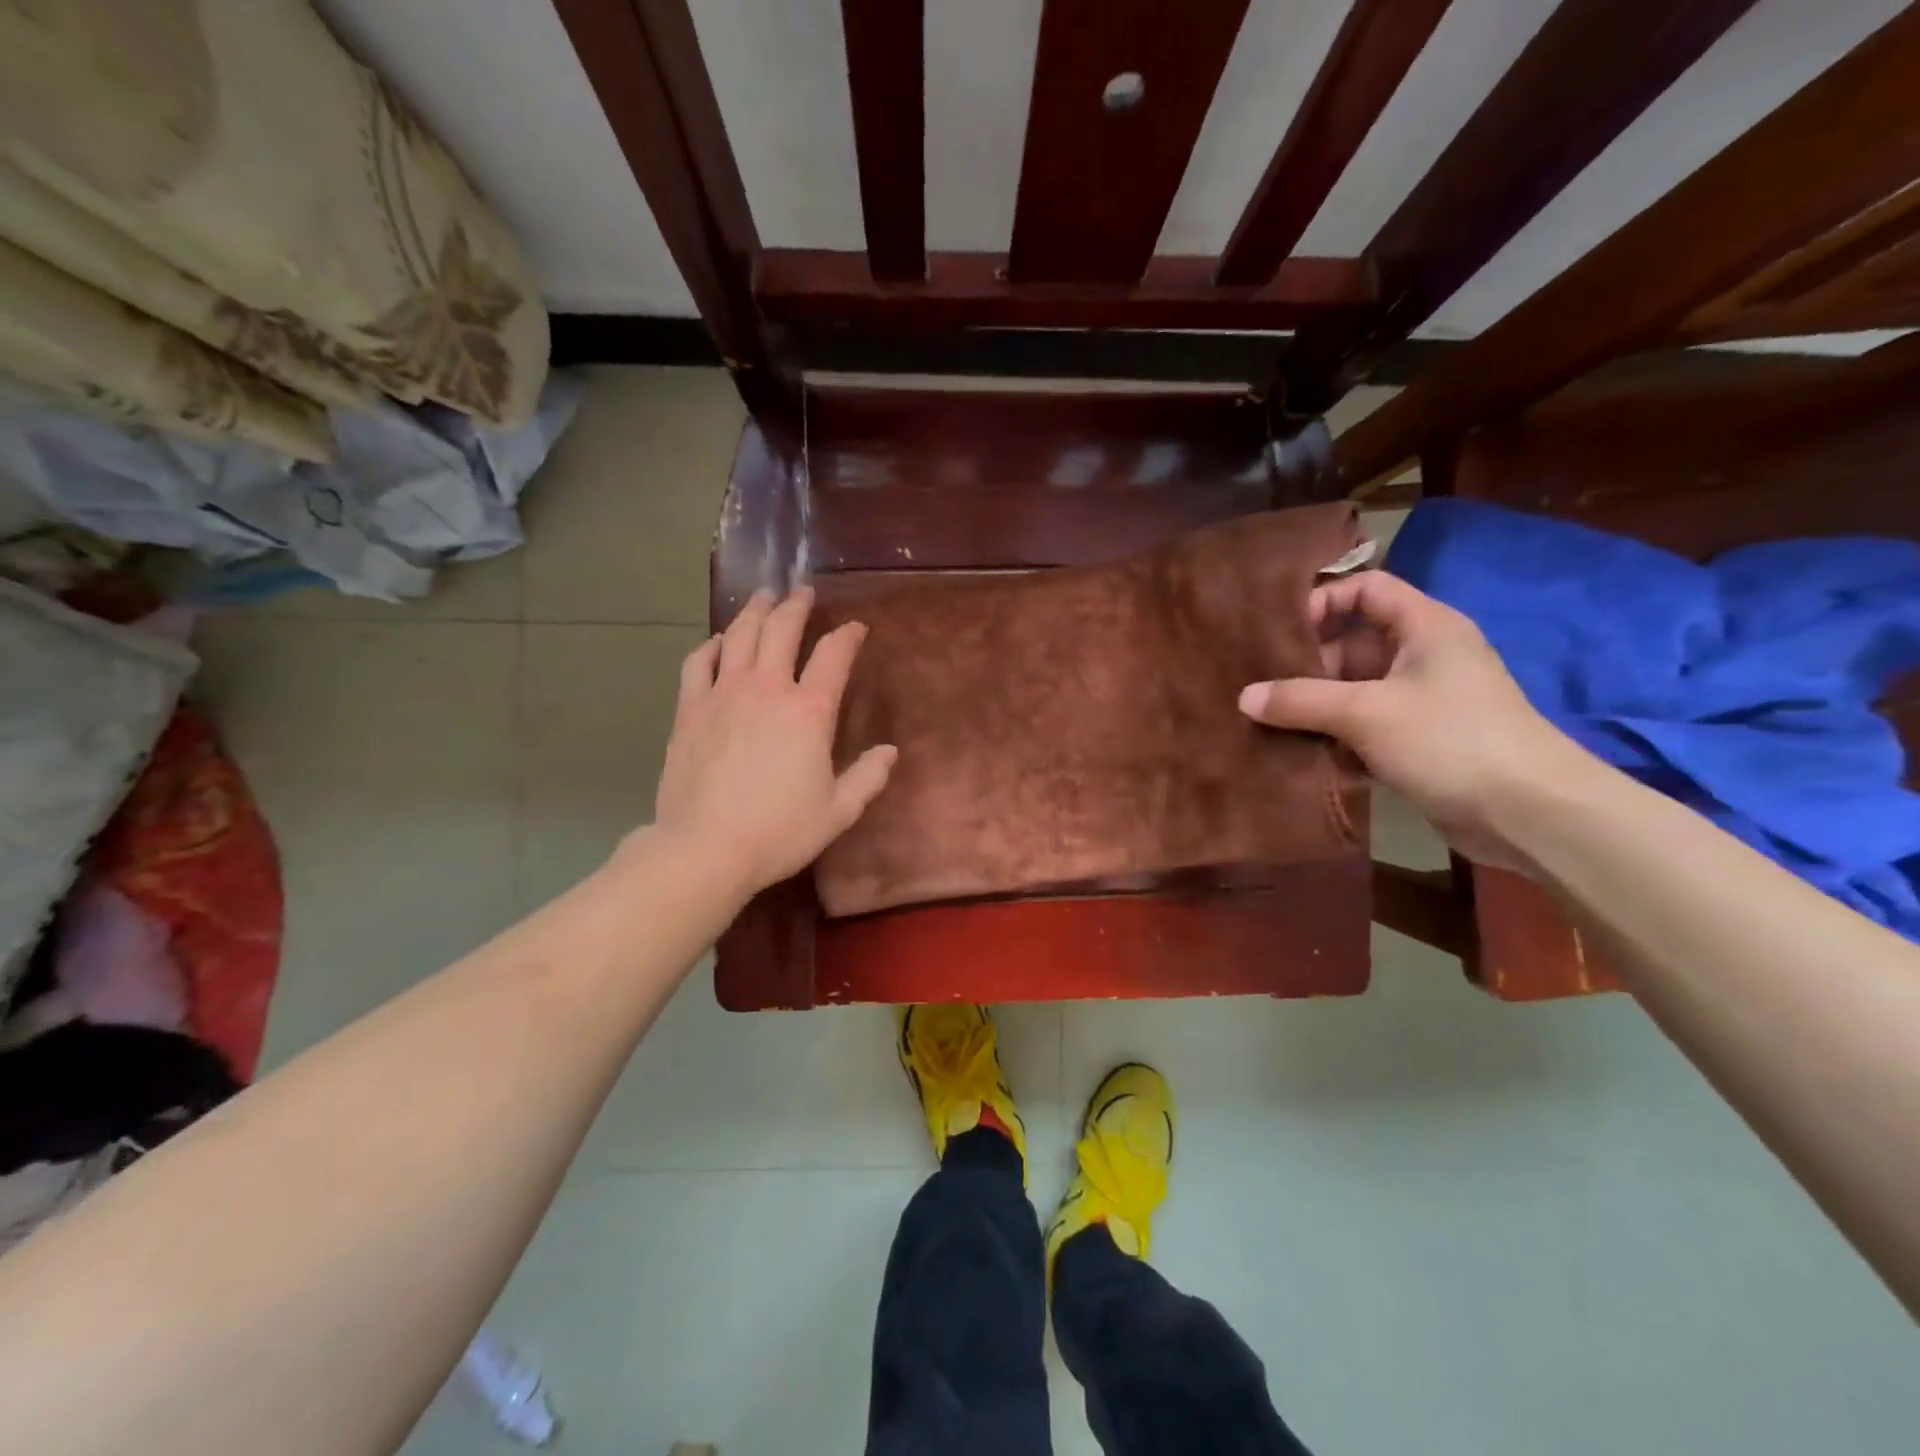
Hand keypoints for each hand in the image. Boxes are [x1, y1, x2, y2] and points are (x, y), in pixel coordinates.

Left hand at [652, 588, 896, 895]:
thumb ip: (868, 777)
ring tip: (764, 598)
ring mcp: (723, 694)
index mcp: (809, 711)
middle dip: (796, 605)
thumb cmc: (779, 831)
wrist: (705, 848)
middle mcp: (766, 689)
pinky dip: (712, 645)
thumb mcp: (838, 811)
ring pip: (739, 636)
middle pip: (782, 629)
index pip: (834, 655)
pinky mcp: (690, 710)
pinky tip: (718, 642)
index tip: (856, 627)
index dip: (848, 635)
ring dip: (755, 611)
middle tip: (802, 592)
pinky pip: (698, 663)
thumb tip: (889, 752)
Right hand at [1237, 571, 1583, 869]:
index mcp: (1424, 626)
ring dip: (1316, 704)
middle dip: (1307, 664)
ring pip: (1355, 688)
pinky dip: (1336, 735)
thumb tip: (1244, 697)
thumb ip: (1300, 701)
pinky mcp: (1420, 738)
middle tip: (1262, 685)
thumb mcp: (1365, 713)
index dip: (1323, 601)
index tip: (1280, 633)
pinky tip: (1302, 752)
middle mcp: (1424, 655)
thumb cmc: (1449, 740)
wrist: (1527, 813)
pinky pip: (1366, 724)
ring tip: (1269, 721)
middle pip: (1352, 642)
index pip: (1367, 589)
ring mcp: (1423, 699)